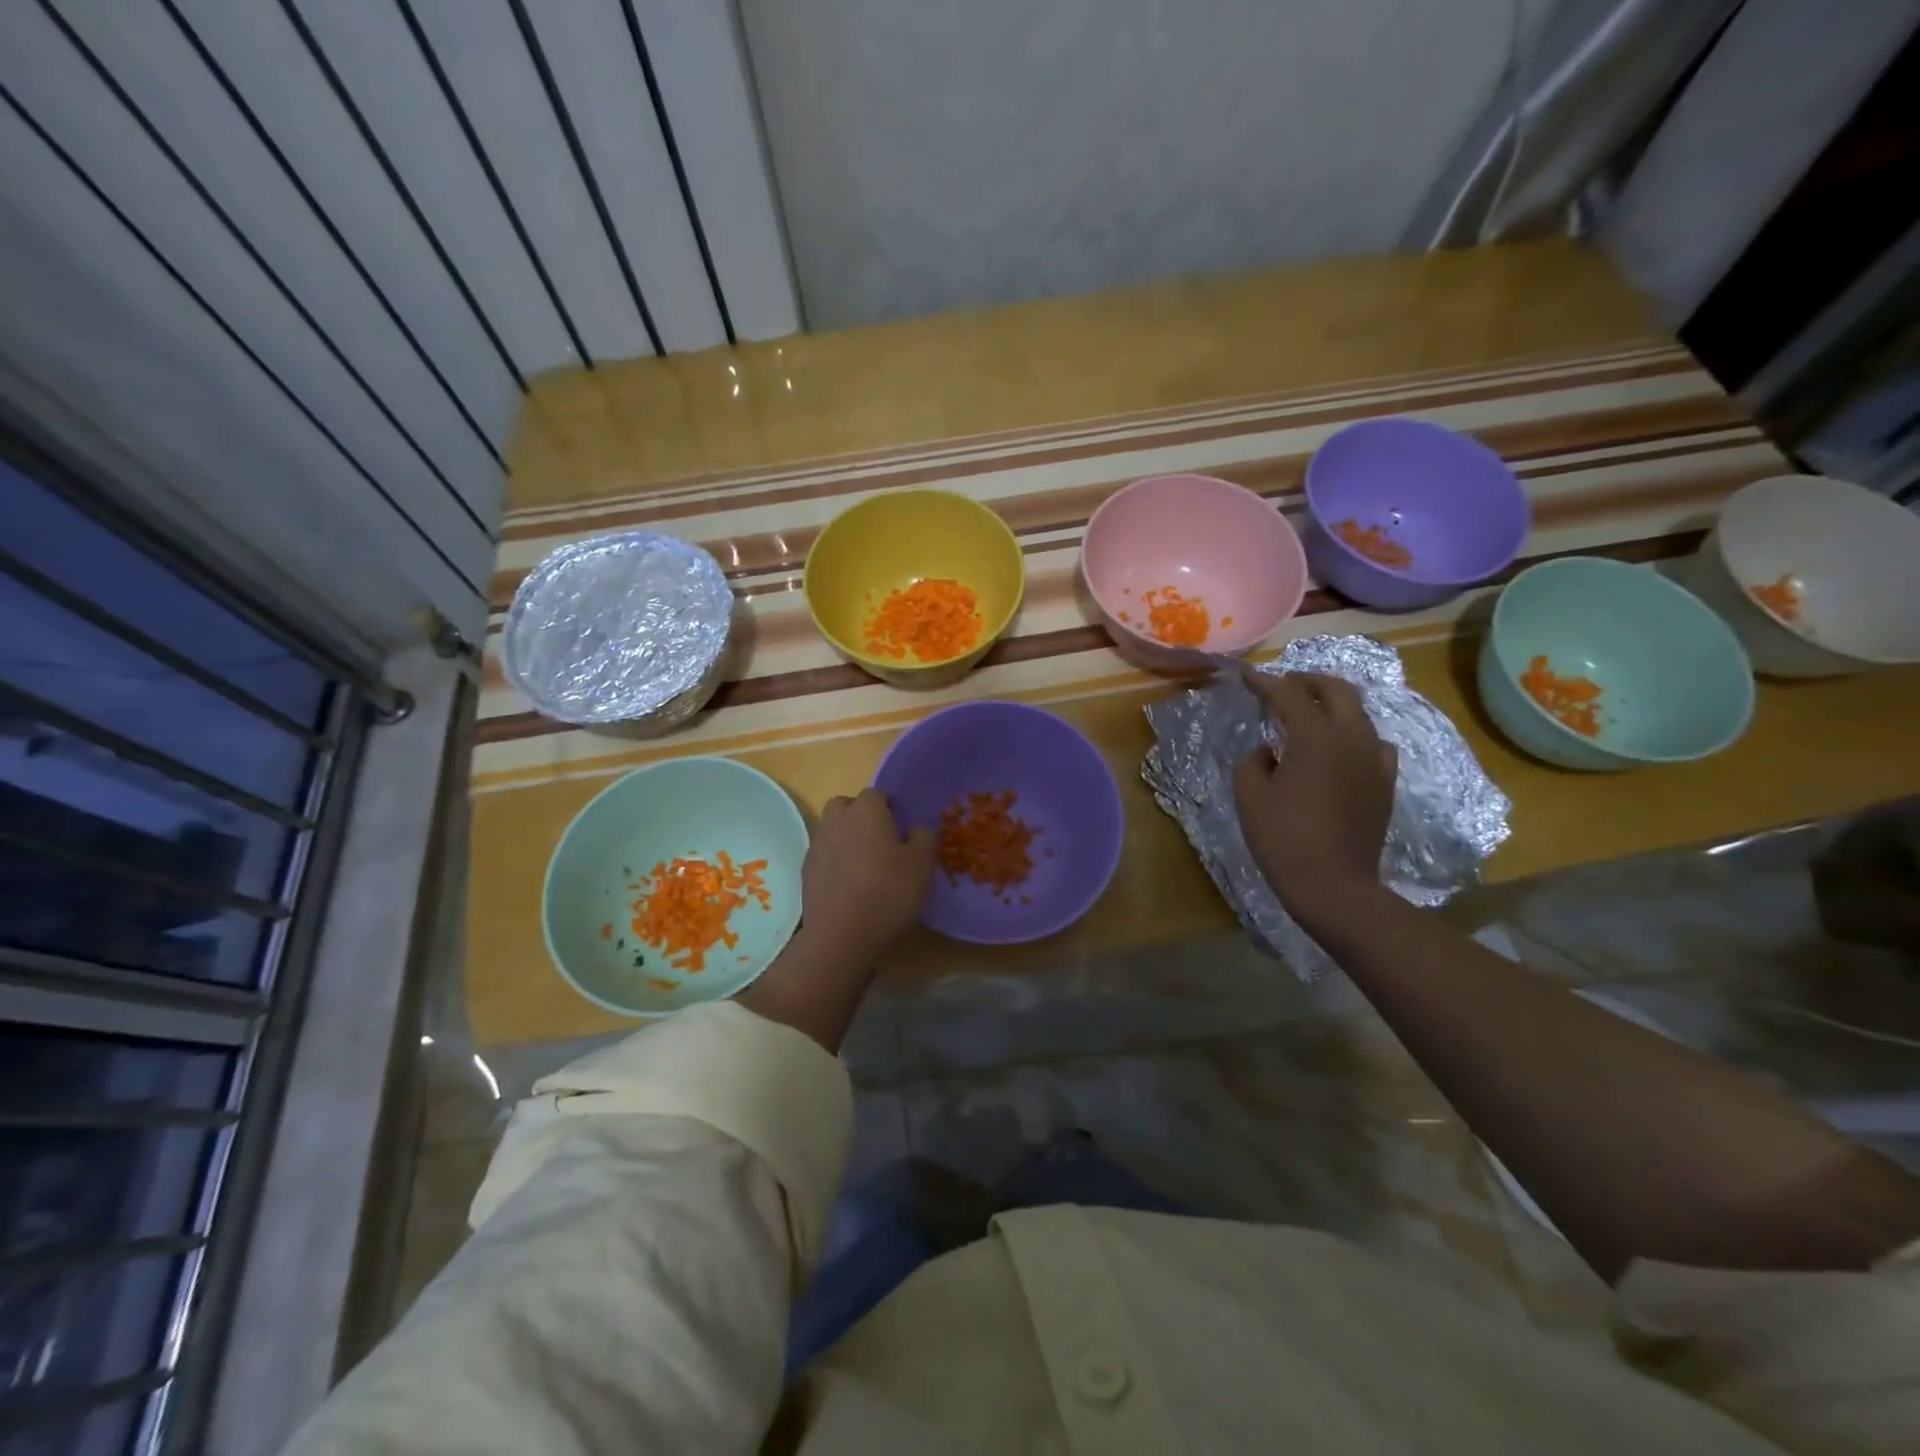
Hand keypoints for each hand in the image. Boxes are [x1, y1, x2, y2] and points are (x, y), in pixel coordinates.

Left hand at [801, 788, 935, 963]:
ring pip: (832, 830)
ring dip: (846, 839)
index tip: (900, 828)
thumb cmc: (889, 892)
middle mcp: (836, 820)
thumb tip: (915, 829)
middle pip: (846, 806)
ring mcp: (817, 845)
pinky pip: (824, 856)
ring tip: (865, 866)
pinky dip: (835, 863)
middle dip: (860, 816)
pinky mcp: (806, 871)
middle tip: (880, 841)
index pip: (876, 794)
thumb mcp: (922, 864)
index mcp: (866, 810)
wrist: (842, 936)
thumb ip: (922, 838)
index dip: (889, 808)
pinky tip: (849, 886)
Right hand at [1233, 671, 1396, 927]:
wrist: (1334, 886)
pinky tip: (1340, 750)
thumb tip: (1268, 751)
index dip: (1265, 682)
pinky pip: (1374, 744)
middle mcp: (1352, 738)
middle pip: (1337, 690)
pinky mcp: (1385, 782)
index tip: (1247, 677)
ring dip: (1333, 706)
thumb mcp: (1250, 796)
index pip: (1289, 694)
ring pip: (1359, 714)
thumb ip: (1253, 761)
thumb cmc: (1283, 838)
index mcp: (1315, 737)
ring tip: (1310, 715)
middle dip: (1308, 681)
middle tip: (1285, 686)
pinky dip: (1354, 735)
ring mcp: (1375, 760)